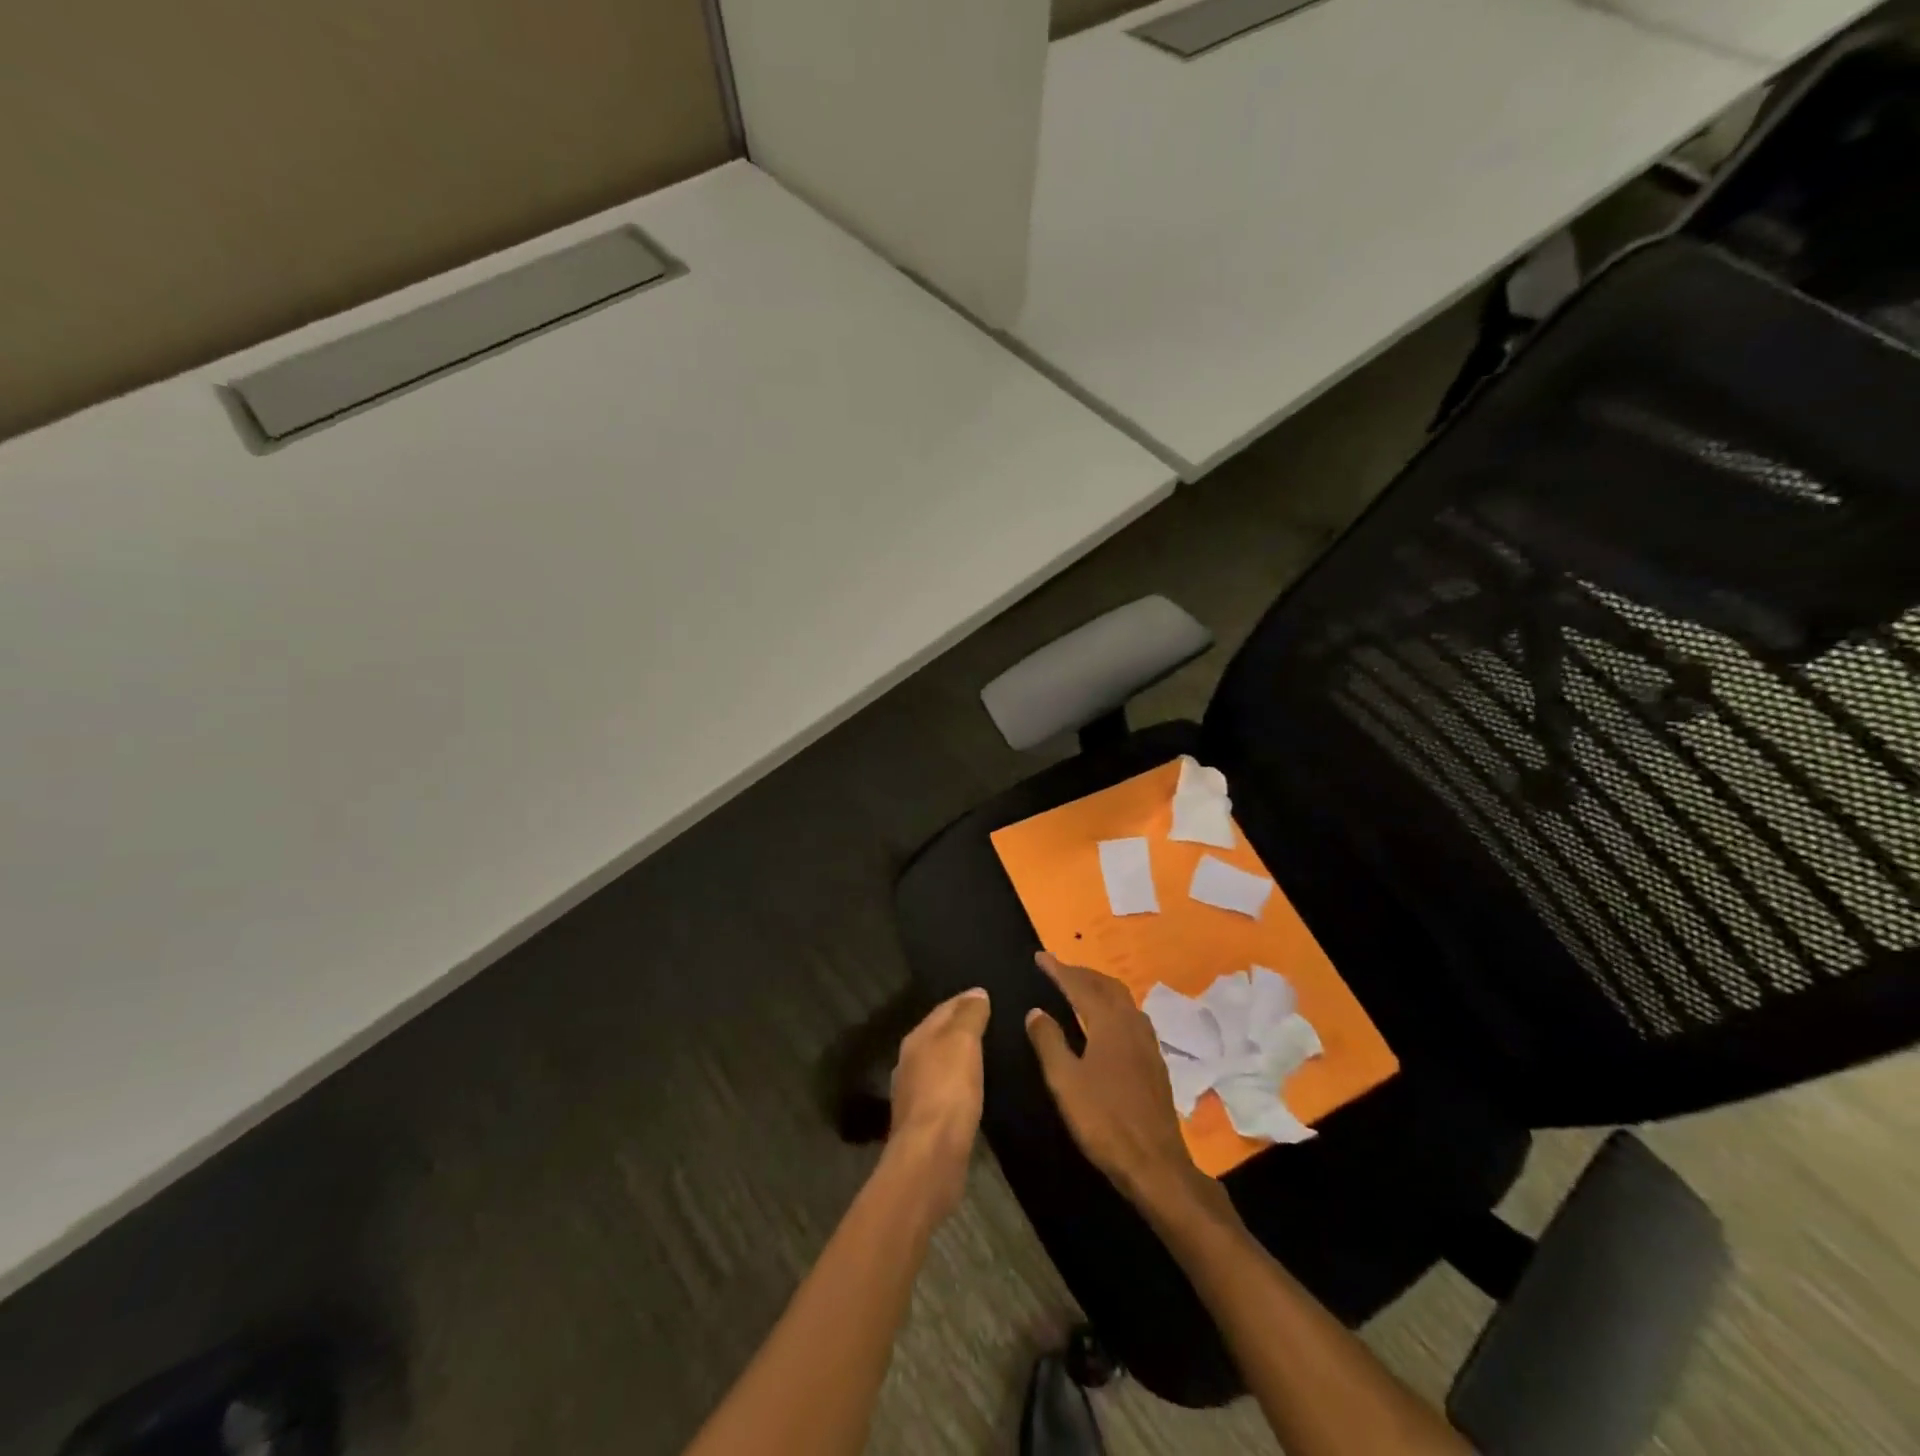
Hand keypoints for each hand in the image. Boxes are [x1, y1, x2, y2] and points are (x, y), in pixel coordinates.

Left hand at [887, 988, 990, 1218]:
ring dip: (959, 1058)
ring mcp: (914, 1094)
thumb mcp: (962, 1042)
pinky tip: (975, 1090)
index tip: (988, 996)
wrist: (931, 1156)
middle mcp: (910, 1063)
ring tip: (988, 1055)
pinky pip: (945, 1092)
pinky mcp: (925, 1123)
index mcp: (916, 1039)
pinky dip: (959, 1084)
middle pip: (939, 1036)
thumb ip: (969, 1016)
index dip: (965, 1000)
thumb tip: (976, 992)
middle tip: (992, 1023)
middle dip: (961, 1028)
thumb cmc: (948, 1091)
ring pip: (940, 1064)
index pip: (943, 1009)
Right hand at [1025, 953, 1206, 1210]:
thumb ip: (1049, 1042)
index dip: (1058, 969)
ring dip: (1100, 988)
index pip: (1080, 986)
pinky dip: (1113, 1007)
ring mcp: (1148, 1043)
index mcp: (1109, 1023)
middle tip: (1058, 969)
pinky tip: (1107, 1023)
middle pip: (1106, 986)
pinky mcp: (1155, 1062)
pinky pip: (1131, 1017)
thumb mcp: (1064, 1082)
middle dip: (1081, 973)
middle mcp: (1132, 1024)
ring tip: (1080, 989)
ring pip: (1123, 1000)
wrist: (1155, 1164)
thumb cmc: (1104, 1120)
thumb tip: (1036, 1011)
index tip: (1040, 956)